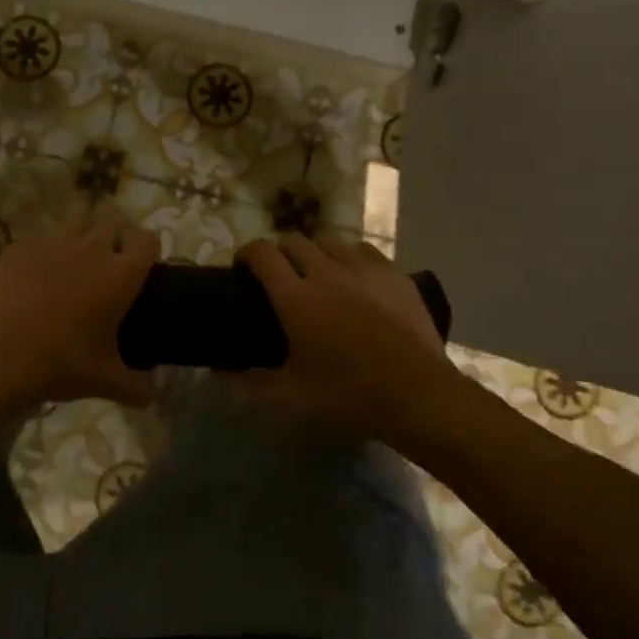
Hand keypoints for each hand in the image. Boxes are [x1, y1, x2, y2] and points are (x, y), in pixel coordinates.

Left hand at [0, 208, 159, 407]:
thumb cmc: (62, 363)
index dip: (148, 249)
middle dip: (117, 235)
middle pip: (114, 221)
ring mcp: (53, 242)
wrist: (1, 355)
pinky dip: (45, 252)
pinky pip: (41, 239)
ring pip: (78, 223)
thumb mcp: (106, 381)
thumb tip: (151, 395)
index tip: (143, 265)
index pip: (147, 240)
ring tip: (75, 263)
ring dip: (83, 237)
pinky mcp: (21, 247)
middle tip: (110, 262)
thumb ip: (137, 387)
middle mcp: (91, 248)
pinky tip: (37, 276)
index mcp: (120, 274)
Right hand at [232, 235, 449, 432]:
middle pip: (293, 241)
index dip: (246, 253)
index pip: (262, 254)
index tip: (242, 267)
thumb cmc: (348, 395)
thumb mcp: (292, 397)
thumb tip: (220, 377)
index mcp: (296, 297)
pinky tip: (354, 277)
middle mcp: (326, 272)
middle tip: (279, 276)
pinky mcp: (393, 274)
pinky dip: (349, 257)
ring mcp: (363, 269)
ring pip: (329, 241)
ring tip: (317, 273)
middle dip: (279, 253)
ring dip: (315, 252)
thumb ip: (250, 384)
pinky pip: (363, 250)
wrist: (418, 395)